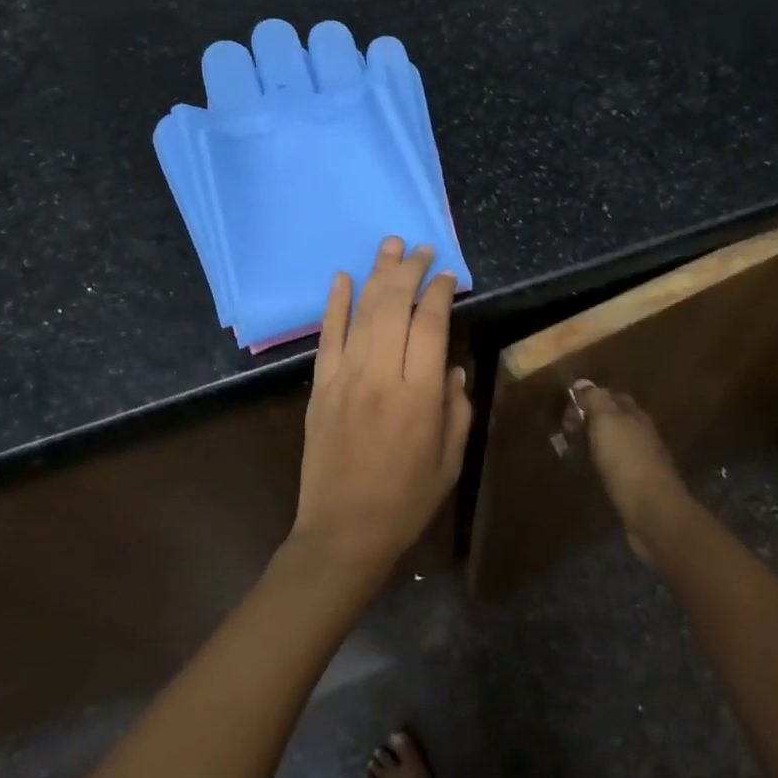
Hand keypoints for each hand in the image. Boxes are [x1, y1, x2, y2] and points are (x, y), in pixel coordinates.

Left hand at [294, 237, 472, 569]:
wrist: (343, 531)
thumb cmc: (406, 500)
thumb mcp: (450, 460)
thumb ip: (457, 408)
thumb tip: (453, 366)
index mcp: (420, 395)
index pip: (431, 325)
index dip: (440, 293)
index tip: (448, 276)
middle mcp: (381, 376)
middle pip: (395, 307)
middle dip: (410, 272)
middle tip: (421, 248)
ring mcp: (345, 378)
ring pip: (363, 313)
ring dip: (377, 275)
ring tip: (390, 245)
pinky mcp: (320, 387)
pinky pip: (328, 337)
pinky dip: (335, 305)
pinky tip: (342, 278)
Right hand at [564, 382, 692, 565]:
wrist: (653, 512)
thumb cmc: (627, 461)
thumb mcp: (607, 421)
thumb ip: (595, 399)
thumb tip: (583, 383)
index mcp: (635, 415)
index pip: (611, 396)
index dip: (589, 398)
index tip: (567, 410)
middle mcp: (641, 433)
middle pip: (613, 420)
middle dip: (590, 421)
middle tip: (566, 432)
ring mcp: (642, 461)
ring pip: (613, 443)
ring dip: (594, 444)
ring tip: (572, 452)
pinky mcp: (638, 486)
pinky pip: (615, 466)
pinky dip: (601, 464)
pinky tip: (590, 473)